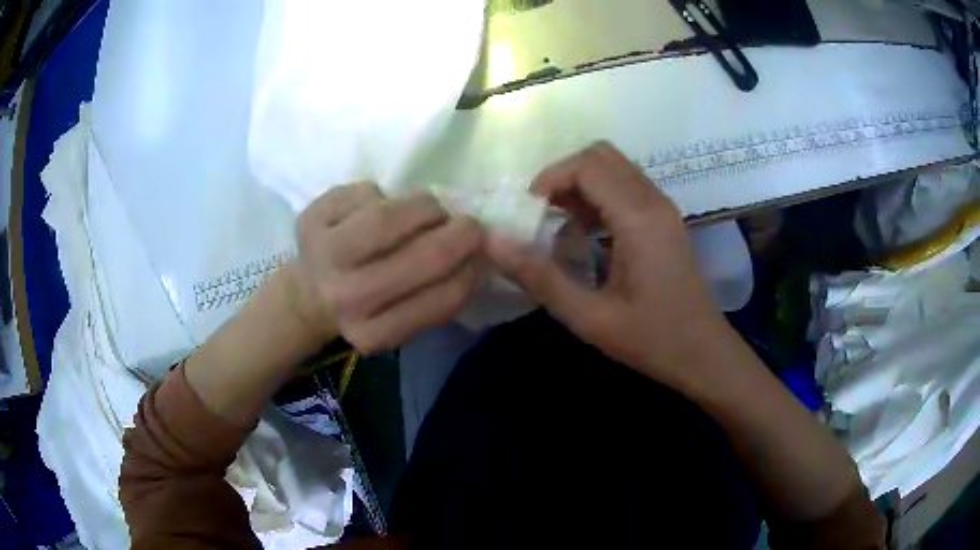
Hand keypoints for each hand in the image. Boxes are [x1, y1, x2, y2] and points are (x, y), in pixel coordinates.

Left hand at [289, 183, 483, 353]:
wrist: (309, 292)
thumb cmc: (368, 304)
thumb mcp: (403, 317)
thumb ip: (439, 294)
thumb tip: (481, 252)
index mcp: (374, 334)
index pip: (441, 301)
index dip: (471, 271)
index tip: (481, 256)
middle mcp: (346, 300)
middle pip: (422, 256)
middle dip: (460, 234)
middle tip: (470, 225)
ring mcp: (323, 257)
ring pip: (390, 217)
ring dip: (426, 207)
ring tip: (430, 210)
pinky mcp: (310, 220)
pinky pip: (366, 193)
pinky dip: (386, 195)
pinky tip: (380, 206)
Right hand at [487, 143, 730, 389]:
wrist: (703, 354)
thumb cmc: (652, 340)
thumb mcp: (590, 318)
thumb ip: (540, 278)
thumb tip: (493, 243)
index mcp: (639, 219)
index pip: (588, 166)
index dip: (550, 179)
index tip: (528, 213)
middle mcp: (654, 201)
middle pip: (601, 156)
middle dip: (563, 176)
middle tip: (541, 214)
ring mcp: (663, 208)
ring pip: (615, 168)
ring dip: (581, 185)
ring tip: (558, 224)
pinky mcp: (665, 219)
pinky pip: (626, 186)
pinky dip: (598, 196)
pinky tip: (586, 234)